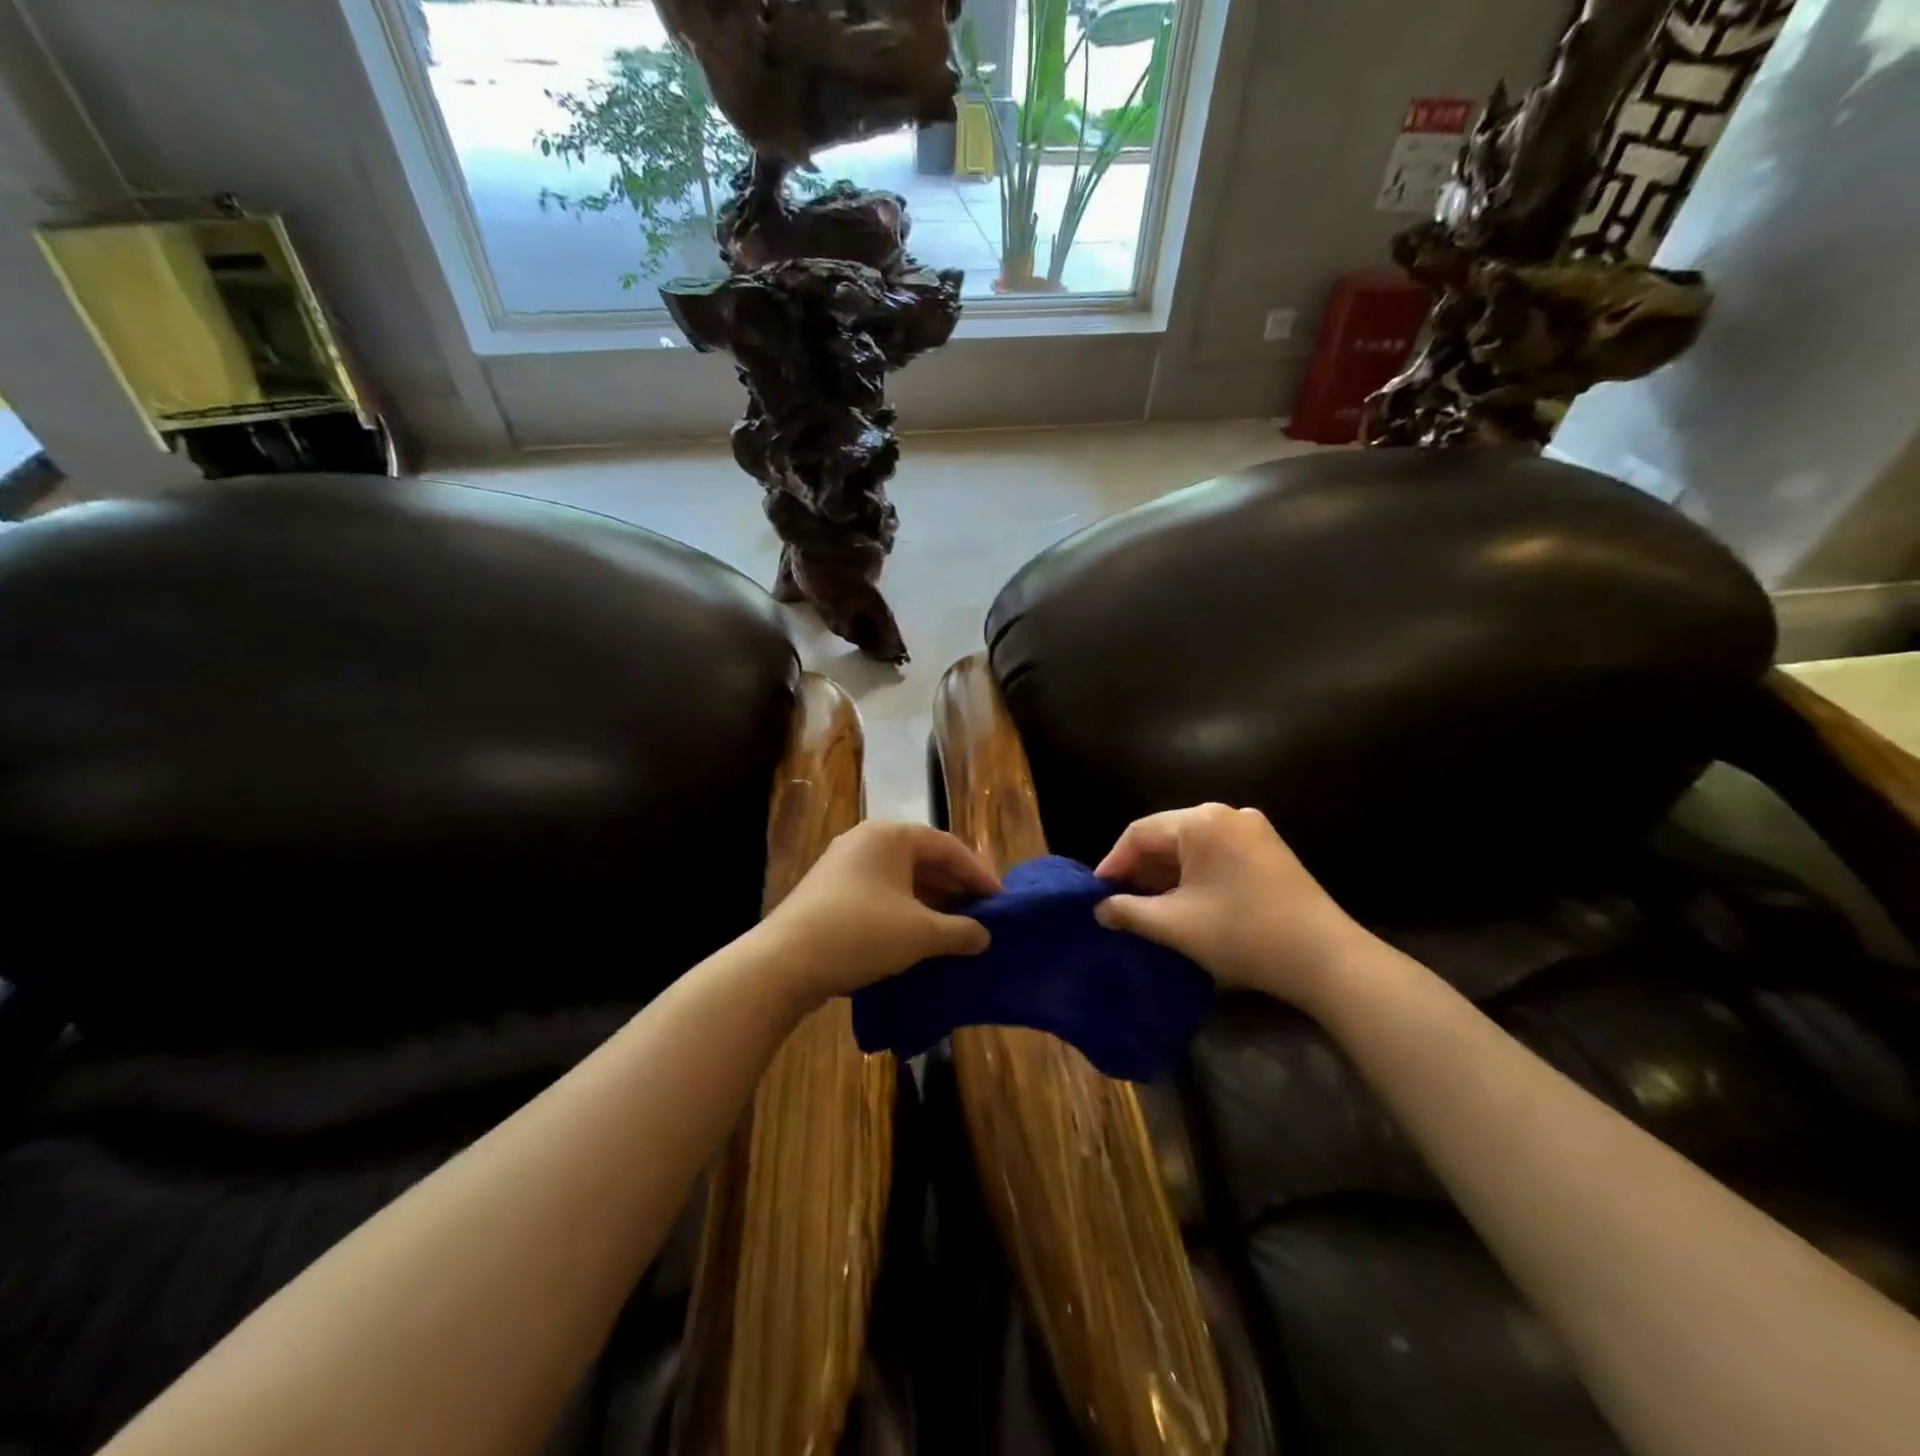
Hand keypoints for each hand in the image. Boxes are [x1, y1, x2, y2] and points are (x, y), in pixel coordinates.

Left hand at [762, 820, 1000, 1001]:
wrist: (784, 962)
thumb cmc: (861, 933)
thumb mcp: (920, 934)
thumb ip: (960, 931)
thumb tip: (983, 936)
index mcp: (891, 836)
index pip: (949, 847)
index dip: (979, 874)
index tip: (1001, 903)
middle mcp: (867, 840)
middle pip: (925, 859)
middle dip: (956, 889)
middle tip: (982, 917)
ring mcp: (844, 864)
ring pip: (902, 878)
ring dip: (932, 902)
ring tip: (956, 930)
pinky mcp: (831, 890)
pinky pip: (881, 892)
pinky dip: (906, 910)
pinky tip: (919, 937)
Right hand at [1094, 803, 1366, 1000]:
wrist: (1326, 959)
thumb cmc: (1241, 934)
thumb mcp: (1174, 925)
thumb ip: (1128, 911)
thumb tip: (1100, 908)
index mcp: (1200, 821)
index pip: (1139, 833)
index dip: (1113, 864)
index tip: (1096, 896)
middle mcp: (1226, 814)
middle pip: (1166, 836)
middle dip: (1140, 870)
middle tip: (1119, 904)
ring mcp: (1253, 829)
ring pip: (1192, 847)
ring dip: (1166, 875)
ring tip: (1148, 908)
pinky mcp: (1269, 850)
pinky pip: (1217, 854)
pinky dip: (1194, 875)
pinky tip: (1186, 903)